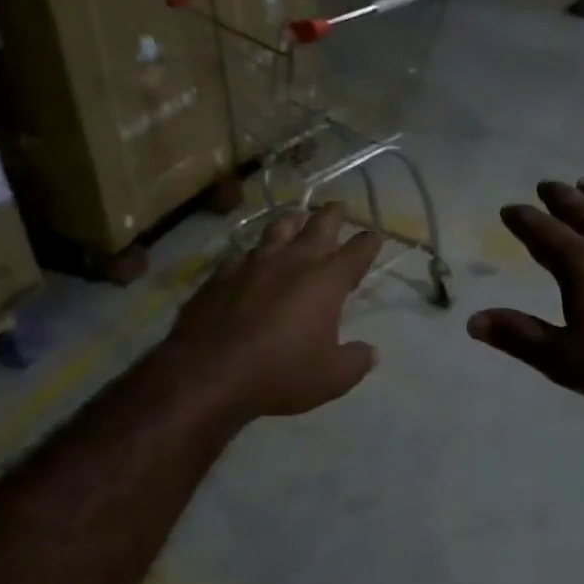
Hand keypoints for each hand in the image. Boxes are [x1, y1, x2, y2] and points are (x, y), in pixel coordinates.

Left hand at [163, 202, 384, 423]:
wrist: (208, 373)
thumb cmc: (280, 373)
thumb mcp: (331, 378)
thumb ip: (355, 361)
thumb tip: (369, 352)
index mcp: (325, 281)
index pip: (356, 252)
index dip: (368, 242)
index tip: (375, 235)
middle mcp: (291, 263)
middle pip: (317, 228)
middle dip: (331, 216)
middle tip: (338, 206)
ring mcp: (252, 265)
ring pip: (277, 231)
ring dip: (292, 221)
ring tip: (297, 216)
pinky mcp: (220, 276)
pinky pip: (242, 254)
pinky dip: (253, 252)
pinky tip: (249, 256)